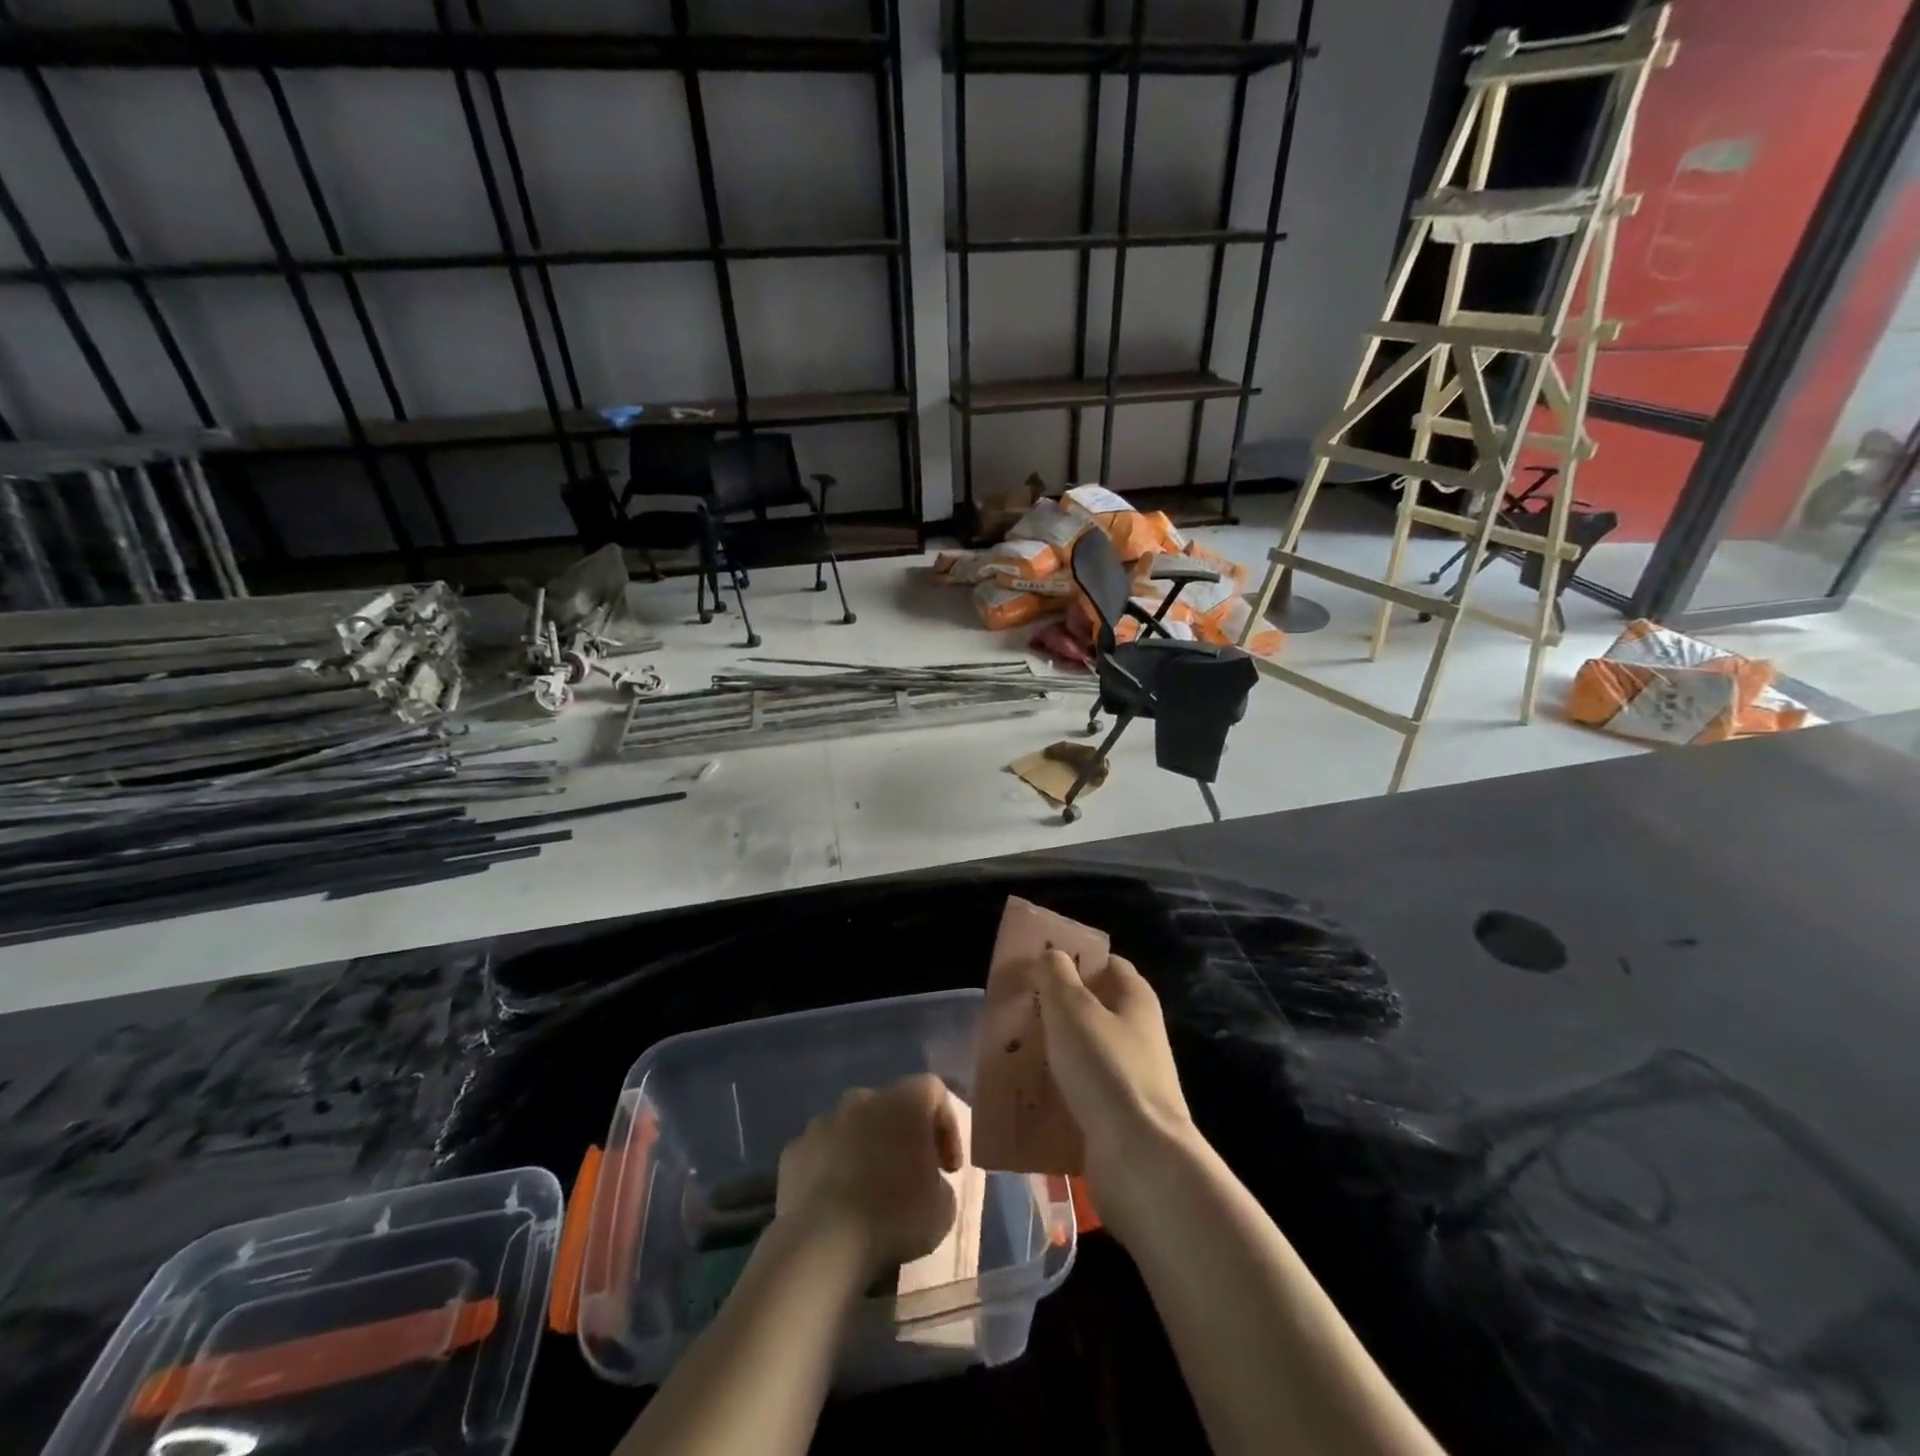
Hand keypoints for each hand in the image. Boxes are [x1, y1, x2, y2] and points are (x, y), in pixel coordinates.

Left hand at [775, 1074, 963, 1280]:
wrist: (824, 1242)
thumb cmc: (895, 1216)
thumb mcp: (944, 1208)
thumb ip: (940, 1183)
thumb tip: (928, 1182)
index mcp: (905, 1101)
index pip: (935, 1091)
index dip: (947, 1126)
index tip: (948, 1168)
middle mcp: (864, 1098)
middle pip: (891, 1105)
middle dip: (903, 1135)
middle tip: (910, 1176)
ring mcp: (824, 1121)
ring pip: (853, 1126)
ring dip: (865, 1149)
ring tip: (870, 1191)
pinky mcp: (795, 1149)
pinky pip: (822, 1152)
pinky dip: (832, 1169)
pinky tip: (836, 1203)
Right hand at [1030, 950, 1195, 1238]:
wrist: (1140, 1160)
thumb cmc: (1106, 1070)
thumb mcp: (1072, 1010)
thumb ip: (1057, 976)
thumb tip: (1052, 956)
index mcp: (1135, 999)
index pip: (1105, 964)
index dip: (1073, 959)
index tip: (1036, 965)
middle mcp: (1138, 1032)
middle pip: (1091, 1008)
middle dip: (1054, 1008)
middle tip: (1014, 1009)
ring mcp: (1130, 1076)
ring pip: (1082, 1051)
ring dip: (1051, 1051)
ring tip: (1010, 1050)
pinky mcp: (1117, 1114)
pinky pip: (1080, 1091)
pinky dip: (1056, 1089)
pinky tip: (1026, 1092)